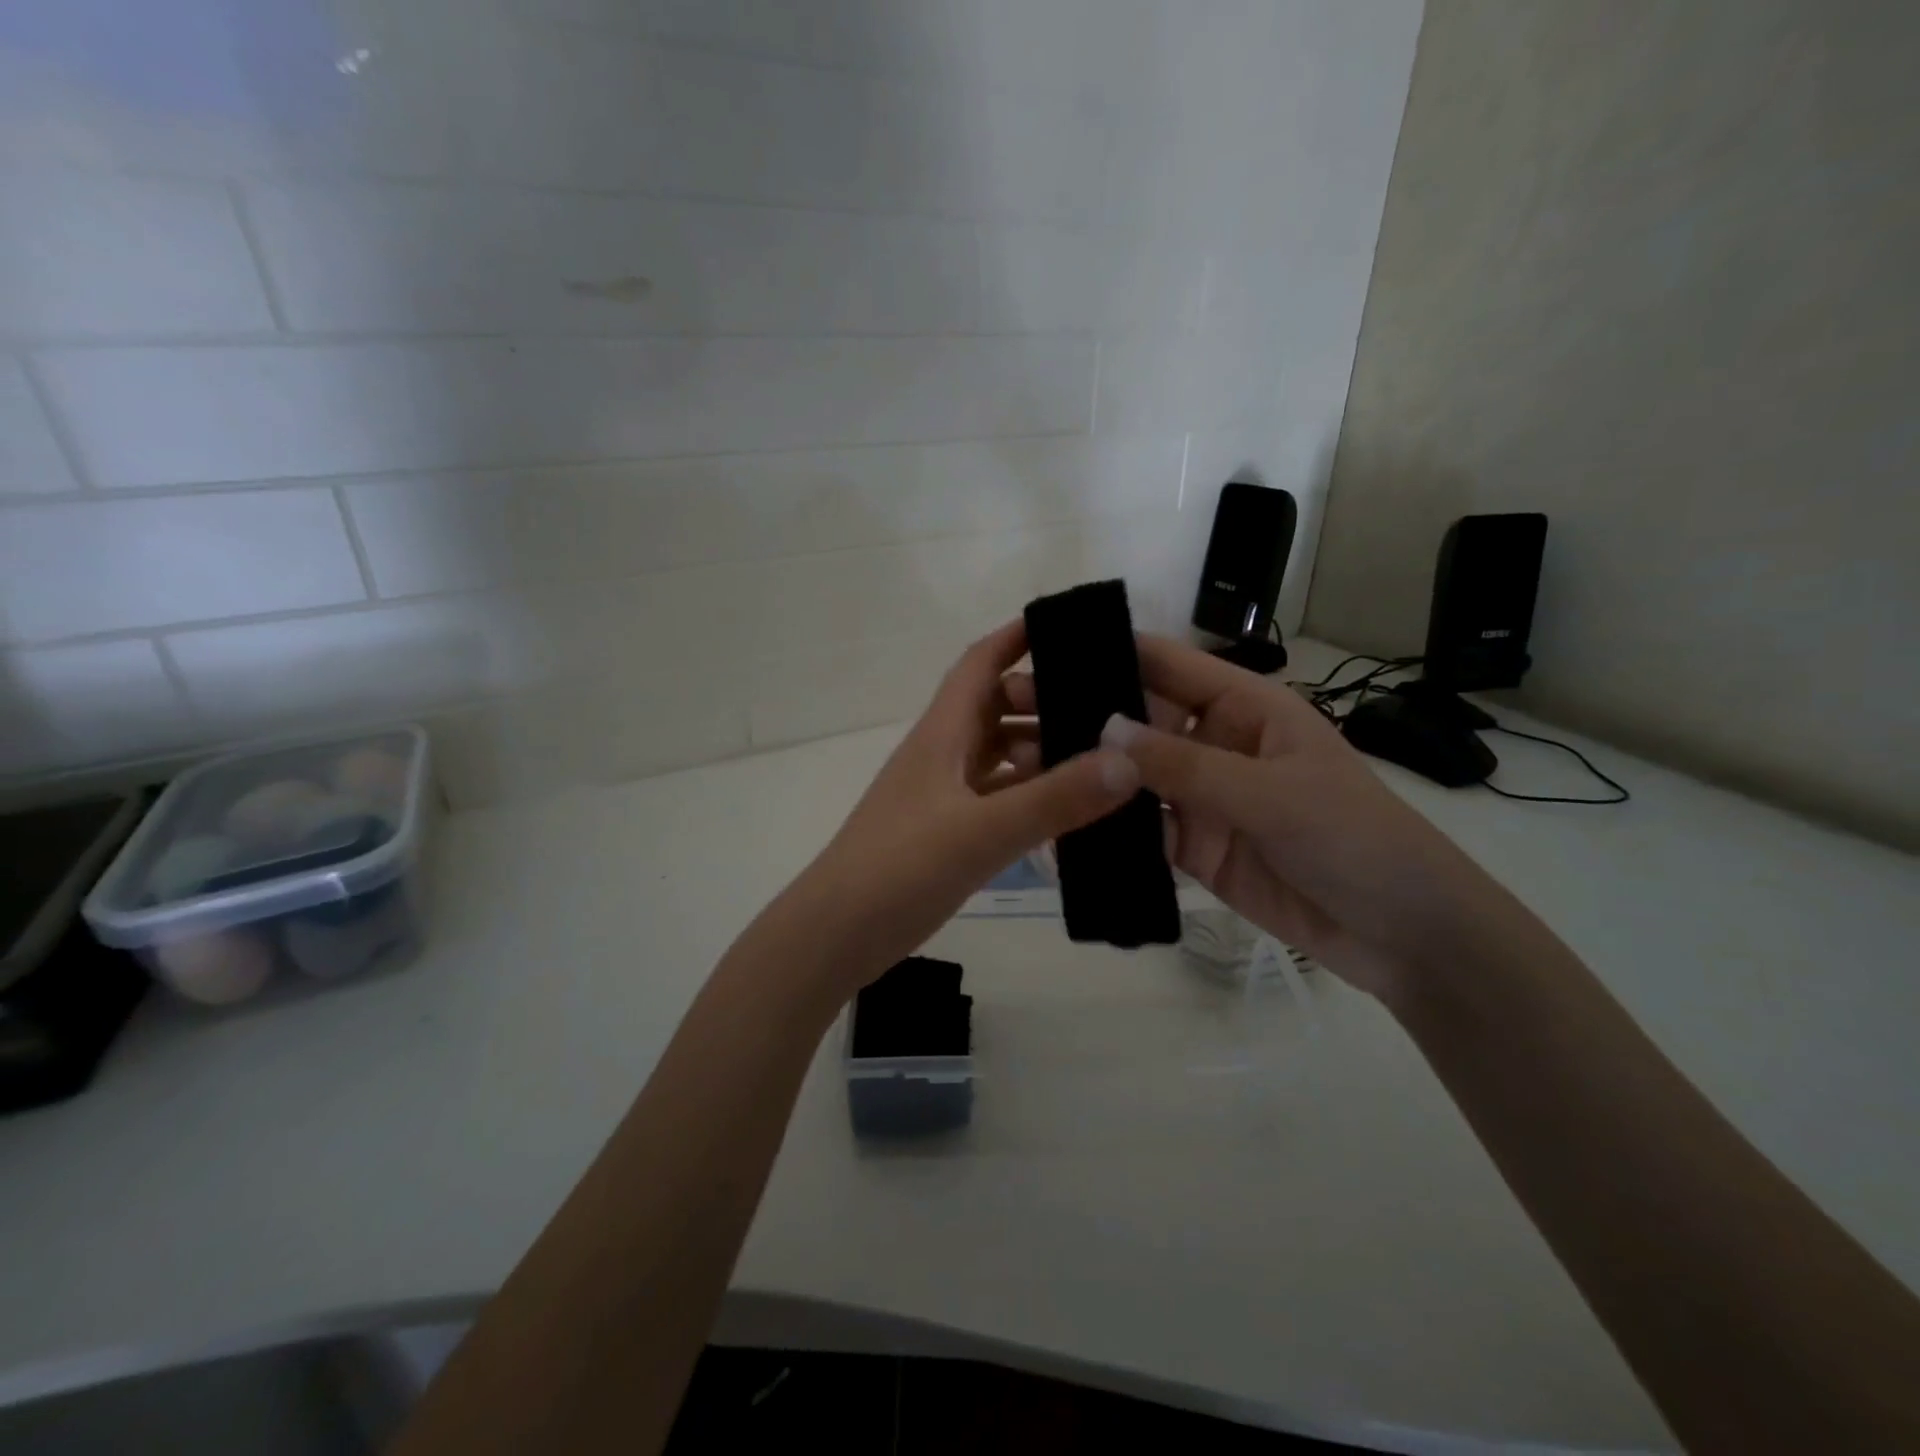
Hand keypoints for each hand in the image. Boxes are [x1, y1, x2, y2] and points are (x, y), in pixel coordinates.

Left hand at [781, 621, 1139, 994]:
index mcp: (942, 733)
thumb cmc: (900, 867)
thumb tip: (1128, 760)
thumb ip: (1055, 799)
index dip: (1018, 636)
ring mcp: (944, 795)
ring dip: (1041, 750)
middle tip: (1109, 702)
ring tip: (1102, 755)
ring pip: (999, 755)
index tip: (1071, 625)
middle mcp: (943, 754)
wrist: (837, 933)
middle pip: (996, 707)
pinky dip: (1031, 796)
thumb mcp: (982, 831)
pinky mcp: (947, 832)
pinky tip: (1070, 811)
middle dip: (1045, 697)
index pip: (980, 663)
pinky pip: (998, 798)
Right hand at [1043, 635, 1503, 1000]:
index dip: (1110, 653)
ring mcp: (1202, 798)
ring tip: (1021, 766)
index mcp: (1245, 708)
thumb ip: (1185, 766)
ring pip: (1131, 777)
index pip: (1168, 665)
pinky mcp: (1195, 848)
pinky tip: (1057, 825)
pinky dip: (1104, 829)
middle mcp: (1215, 744)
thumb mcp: (1271, 794)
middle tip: (1011, 712)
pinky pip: (1141, 830)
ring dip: (1084, 773)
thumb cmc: (1355, 839)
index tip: (1047, 651)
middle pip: (1138, 720)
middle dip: (1081, 715)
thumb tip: (1103, 727)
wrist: (1405, 935)